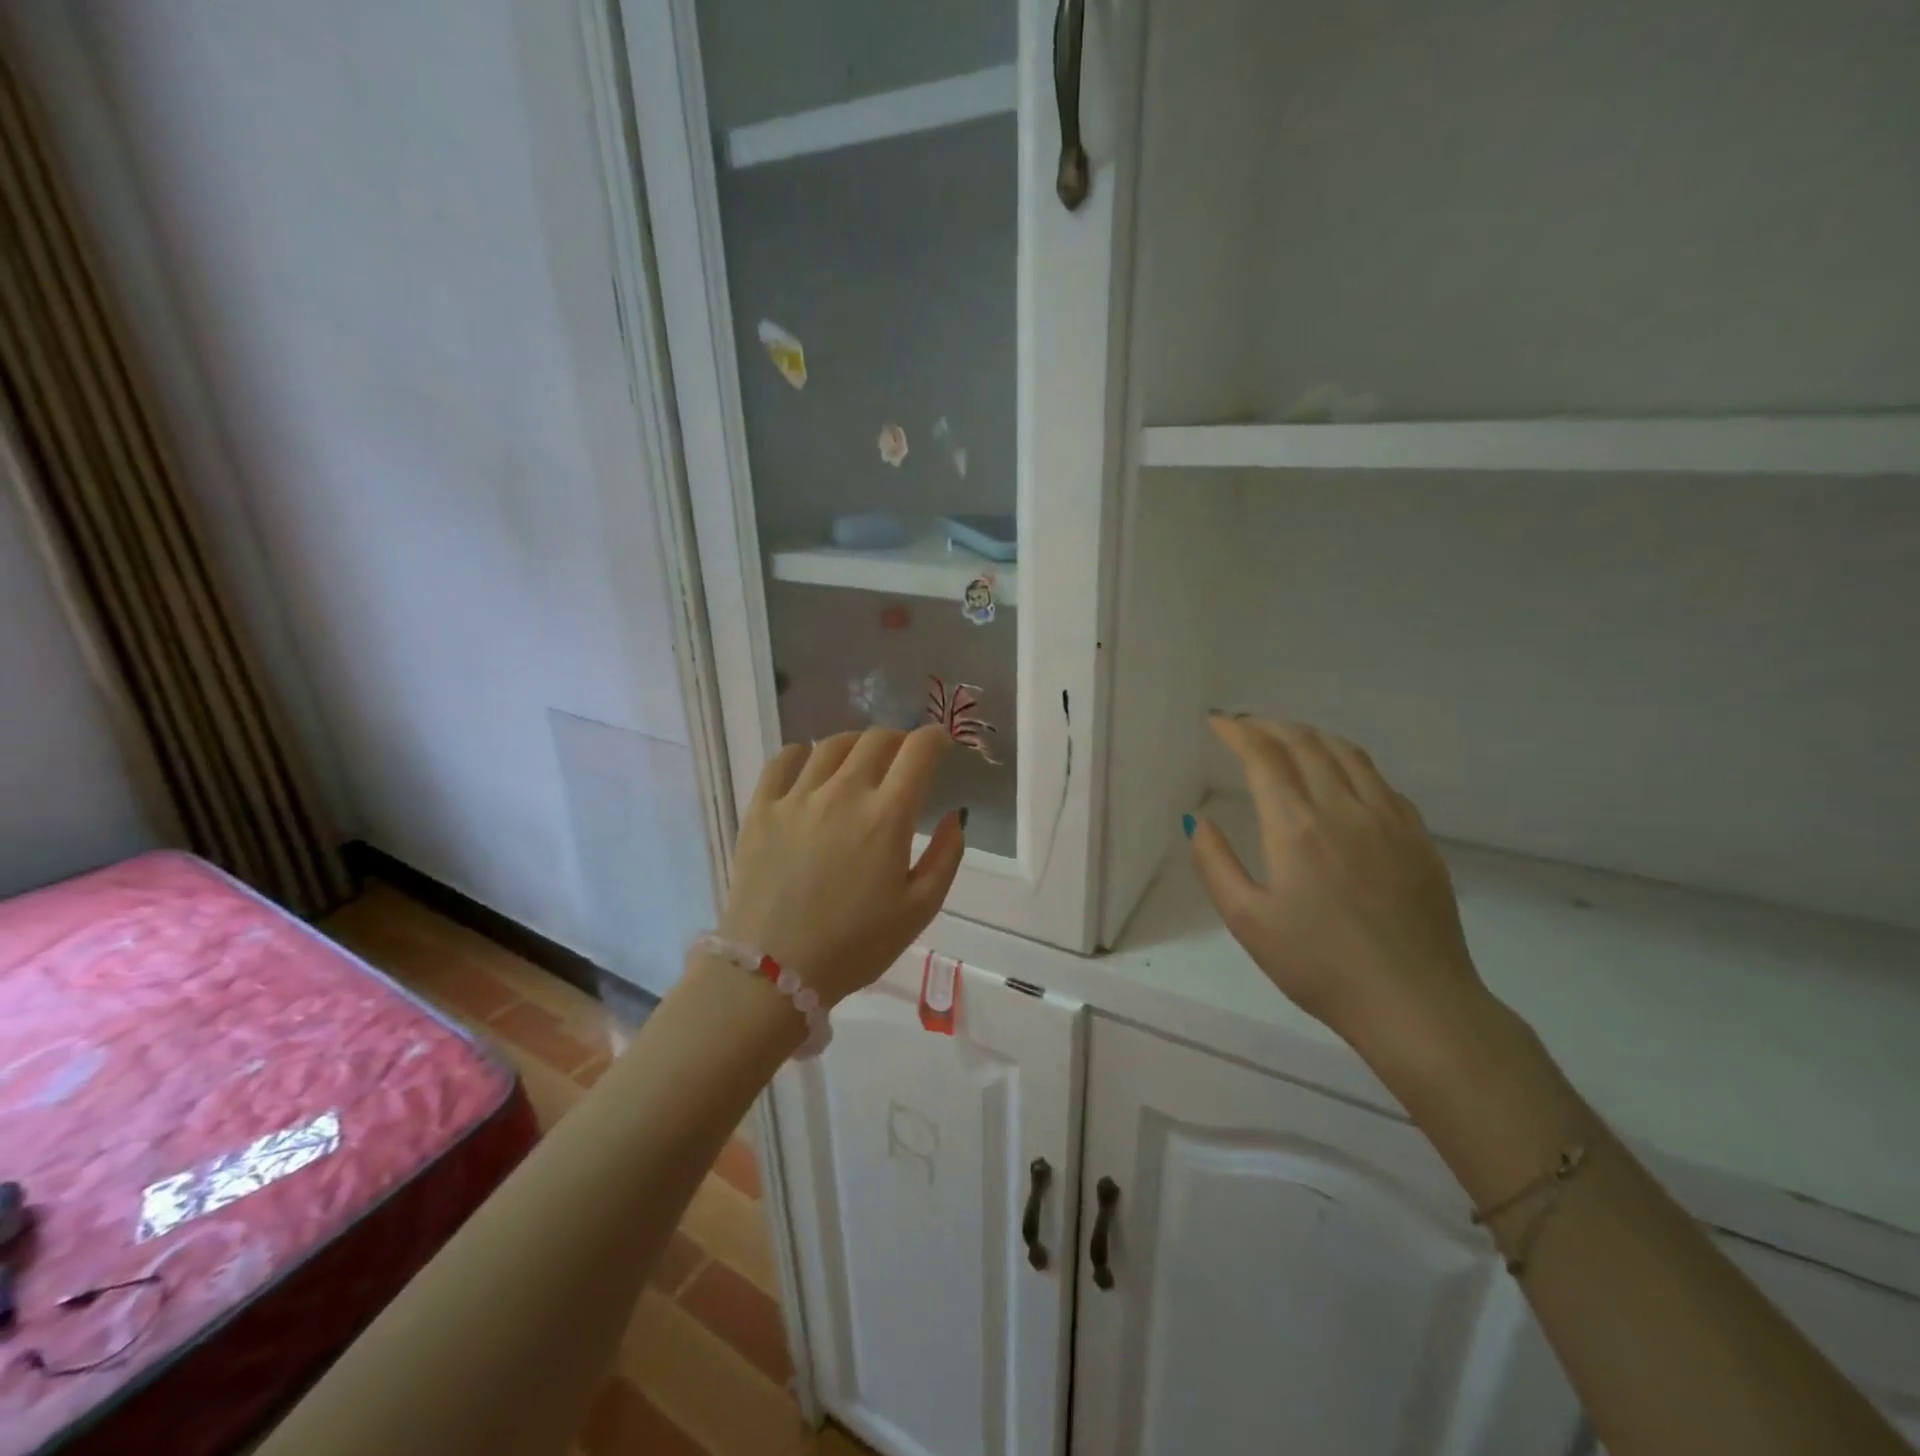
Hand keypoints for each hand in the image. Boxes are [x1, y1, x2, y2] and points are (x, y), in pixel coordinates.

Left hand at [717, 725, 965, 1006]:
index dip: (935, 737)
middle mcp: (842, 793)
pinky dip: (802, 754)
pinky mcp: (761, 809)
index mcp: (886, 817)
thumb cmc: (855, 946)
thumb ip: (946, 856)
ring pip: (831, 744)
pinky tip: (809, 767)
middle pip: (876, 740)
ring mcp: (797, 797)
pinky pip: (782, 760)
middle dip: (899, 740)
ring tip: (860, 760)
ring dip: (855, 744)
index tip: (941, 742)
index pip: (918, 752)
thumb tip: (954, 815)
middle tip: (903, 757)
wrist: (772, 973)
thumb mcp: (919, 910)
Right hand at [1188, 716, 1492, 1073]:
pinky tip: (1343, 778)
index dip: (1238, 732)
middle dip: (1271, 727)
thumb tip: (1197, 821)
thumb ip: (1215, 864)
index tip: (1218, 721)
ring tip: (1290, 738)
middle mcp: (1344, 809)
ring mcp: (1389, 820)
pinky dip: (1350, 763)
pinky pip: (1381, 781)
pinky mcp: (1419, 838)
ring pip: (1349, 754)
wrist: (1415, 1003)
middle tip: (1247, 726)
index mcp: (1297, 826)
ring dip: (1312, 736)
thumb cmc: (1319, 966)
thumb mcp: (1248, 921)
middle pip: (1306, 744)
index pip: (1264, 757)